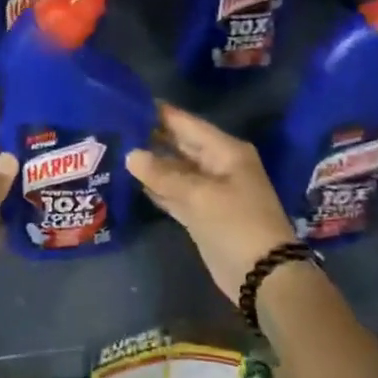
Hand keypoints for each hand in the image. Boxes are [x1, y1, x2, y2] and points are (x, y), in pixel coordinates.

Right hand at [127, 103, 298, 305]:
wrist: (263, 275)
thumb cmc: (236, 224)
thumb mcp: (199, 195)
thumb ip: (162, 175)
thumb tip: (131, 155)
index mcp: (225, 151)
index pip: (186, 123)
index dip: (159, 113)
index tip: (127, 102)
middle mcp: (218, 165)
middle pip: (179, 145)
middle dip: (151, 137)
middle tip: (114, 127)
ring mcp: (210, 191)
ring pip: (175, 170)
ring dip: (151, 164)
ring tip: (116, 150)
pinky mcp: (202, 214)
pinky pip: (175, 193)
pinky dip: (157, 188)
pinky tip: (133, 181)